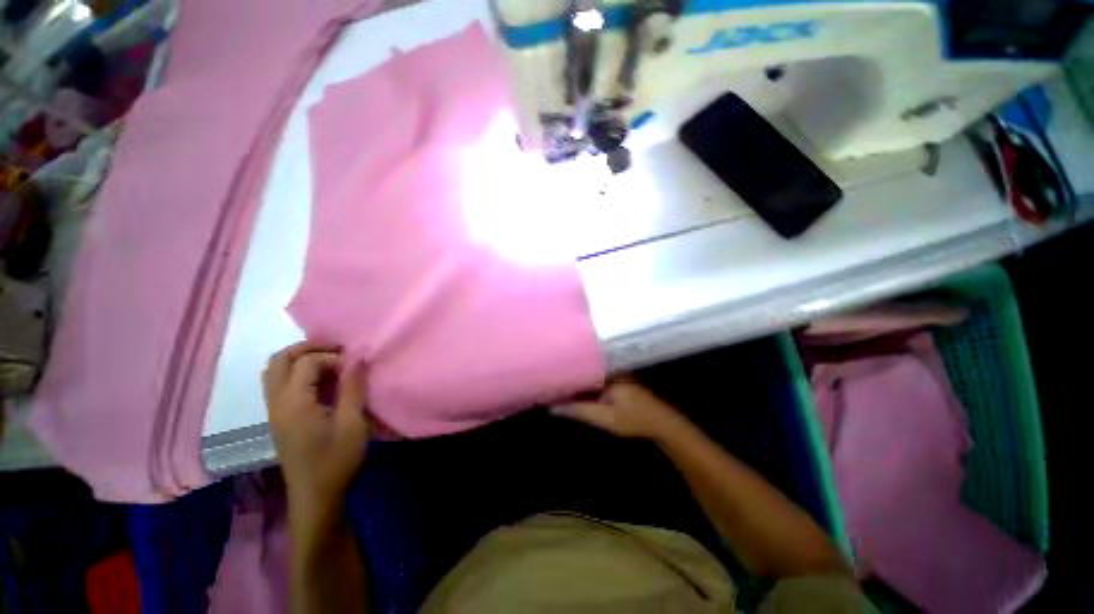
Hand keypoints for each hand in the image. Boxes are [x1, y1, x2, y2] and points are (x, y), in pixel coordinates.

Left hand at [263, 341, 368, 522]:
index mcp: (294, 403)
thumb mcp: (352, 422)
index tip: (356, 367)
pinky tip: (322, 382)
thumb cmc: (336, 459)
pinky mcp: (280, 419)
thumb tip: (357, 357)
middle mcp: (277, 403)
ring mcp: (275, 411)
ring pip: (275, 371)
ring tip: (331, 362)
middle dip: (309, 348)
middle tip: (339, 350)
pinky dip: (299, 373)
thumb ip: (353, 387)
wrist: (315, 495)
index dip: (333, 357)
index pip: (306, 363)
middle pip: (279, 360)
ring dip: (301, 359)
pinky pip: (280, 384)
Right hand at [552, 378, 685, 440]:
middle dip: (568, 372)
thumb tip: (551, 407)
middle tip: (549, 376)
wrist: (662, 425)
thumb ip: (577, 411)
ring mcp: (615, 372)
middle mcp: (609, 367)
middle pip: (583, 367)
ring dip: (576, 378)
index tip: (547, 371)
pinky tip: (575, 388)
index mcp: (606, 371)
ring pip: (589, 372)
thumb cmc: (633, 419)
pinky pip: (596, 377)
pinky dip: (586, 383)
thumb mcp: (603, 418)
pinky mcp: (618, 380)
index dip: (563, 369)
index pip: (579, 364)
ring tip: (557, 380)